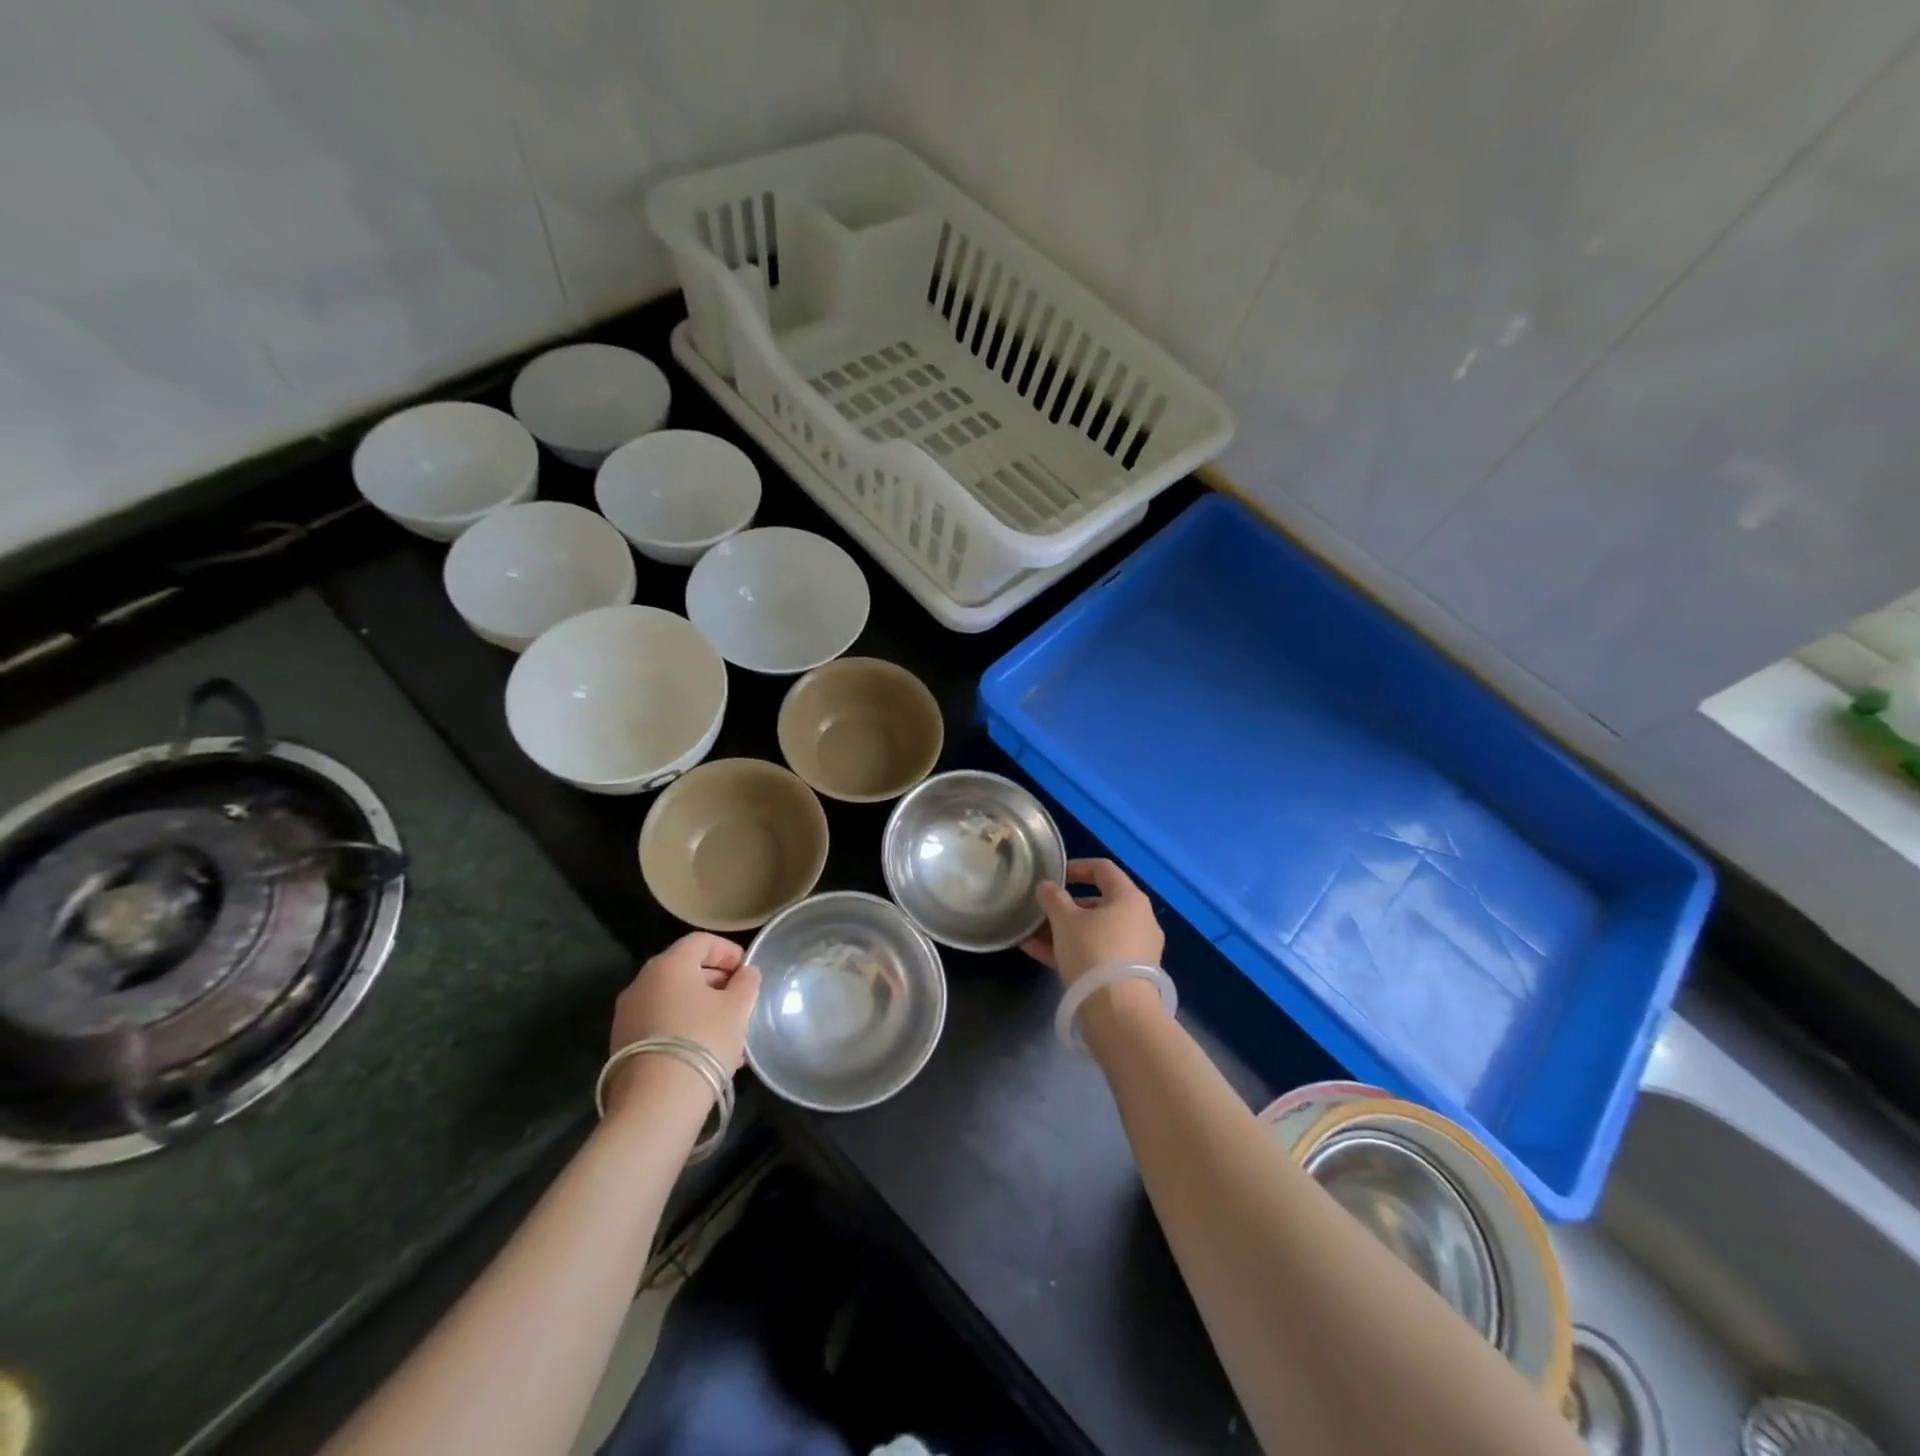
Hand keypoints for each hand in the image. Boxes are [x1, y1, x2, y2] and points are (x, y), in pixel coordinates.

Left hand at [609, 933, 762, 1072]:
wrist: (656, 1103)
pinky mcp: (622, 1044)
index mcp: (669, 964)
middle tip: (740, 1001)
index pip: (701, 941)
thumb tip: (745, 973)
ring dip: (701, 1008)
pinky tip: (705, 1052)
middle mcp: (642, 982)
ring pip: (673, 1000)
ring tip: (727, 1032)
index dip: (728, 950)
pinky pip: (660, 1024)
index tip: (747, 971)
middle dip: (716, 981)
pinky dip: (683, 1027)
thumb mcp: (738, 1008)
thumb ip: (747, 982)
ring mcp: (627, 1014)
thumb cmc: (703, 1040)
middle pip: (684, 969)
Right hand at [1022, 858, 1164, 986]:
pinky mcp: (1128, 975)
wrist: (1119, 1013)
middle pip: (1098, 903)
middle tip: (1041, 910)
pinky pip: (1096, 953)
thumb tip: (1045, 885)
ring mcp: (1136, 949)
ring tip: (1031, 933)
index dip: (1076, 867)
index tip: (1053, 874)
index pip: (1103, 869)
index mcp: (1129, 898)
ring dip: (1063, 930)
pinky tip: (1037, 952)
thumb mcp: (1065, 921)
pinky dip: (1071, 950)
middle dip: (1066, 906)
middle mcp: (1139, 919)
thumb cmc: (1093, 952)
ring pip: (1094, 931)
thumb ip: (1053, 898)